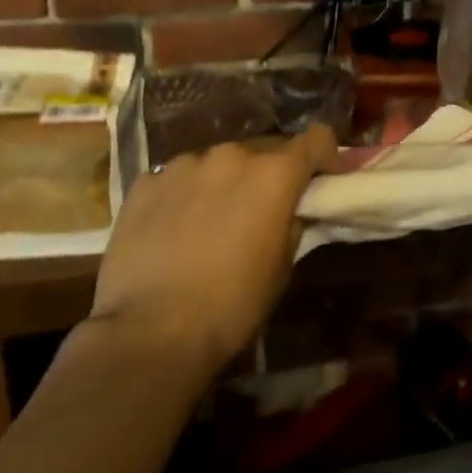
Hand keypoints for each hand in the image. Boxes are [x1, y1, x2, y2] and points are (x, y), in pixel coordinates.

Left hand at [89, 126, 336, 373]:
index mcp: (274, 174)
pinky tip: (173, 229)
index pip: (316, 138)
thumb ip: (293, 222)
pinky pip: (176, 178)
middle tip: (261, 209)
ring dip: (224, 181)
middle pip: (263, 150)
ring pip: (217, 163)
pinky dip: (184, 194)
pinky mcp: (145, 183)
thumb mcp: (281, 267)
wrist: (148, 333)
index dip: (326, 155)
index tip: (323, 177)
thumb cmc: (231, 305)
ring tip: (211, 220)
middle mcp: (232, 156)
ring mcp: (184, 165)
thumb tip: (292, 209)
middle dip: (269, 173)